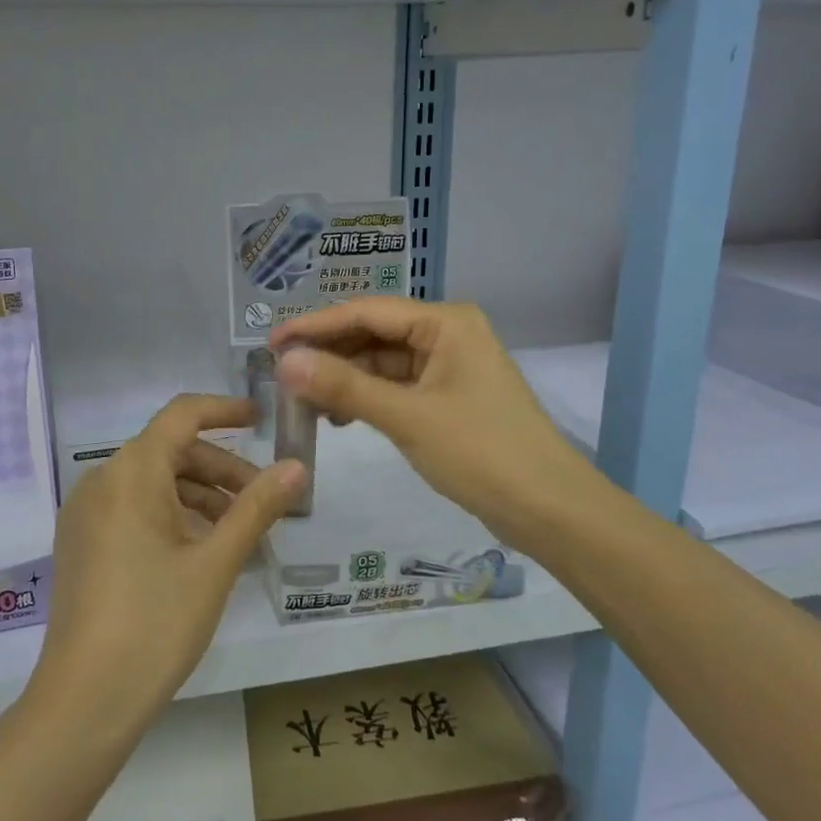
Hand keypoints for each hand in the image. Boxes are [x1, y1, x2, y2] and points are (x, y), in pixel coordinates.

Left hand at [31, 395, 304, 734]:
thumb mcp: (215, 562)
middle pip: (170, 452)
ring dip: (199, 495)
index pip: (182, 415)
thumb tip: (297, 466)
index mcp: (131, 473)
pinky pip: (133, 509)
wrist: (84, 700)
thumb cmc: (156, 622)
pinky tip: (200, 550)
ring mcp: (86, 514)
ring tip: (239, 532)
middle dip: (221, 469)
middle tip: (263, 500)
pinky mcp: (81, 544)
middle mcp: (101, 481)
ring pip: (153, 483)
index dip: (224, 411)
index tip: (262, 420)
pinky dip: (172, 515)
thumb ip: (257, 508)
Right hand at [269, 299, 594, 553]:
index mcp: (445, 322)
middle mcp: (447, 334)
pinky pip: (396, 386)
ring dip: (345, 378)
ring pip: (382, 362)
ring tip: (305, 401)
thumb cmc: (481, 453)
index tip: (271, 343)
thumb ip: (344, 386)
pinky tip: (340, 415)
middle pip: (373, 334)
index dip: (315, 326)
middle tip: (281, 375)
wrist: (549, 509)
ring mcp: (449, 366)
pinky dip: (367, 398)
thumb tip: (286, 362)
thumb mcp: (407, 417)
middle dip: (329, 354)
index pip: (366, 312)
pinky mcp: (447, 397)